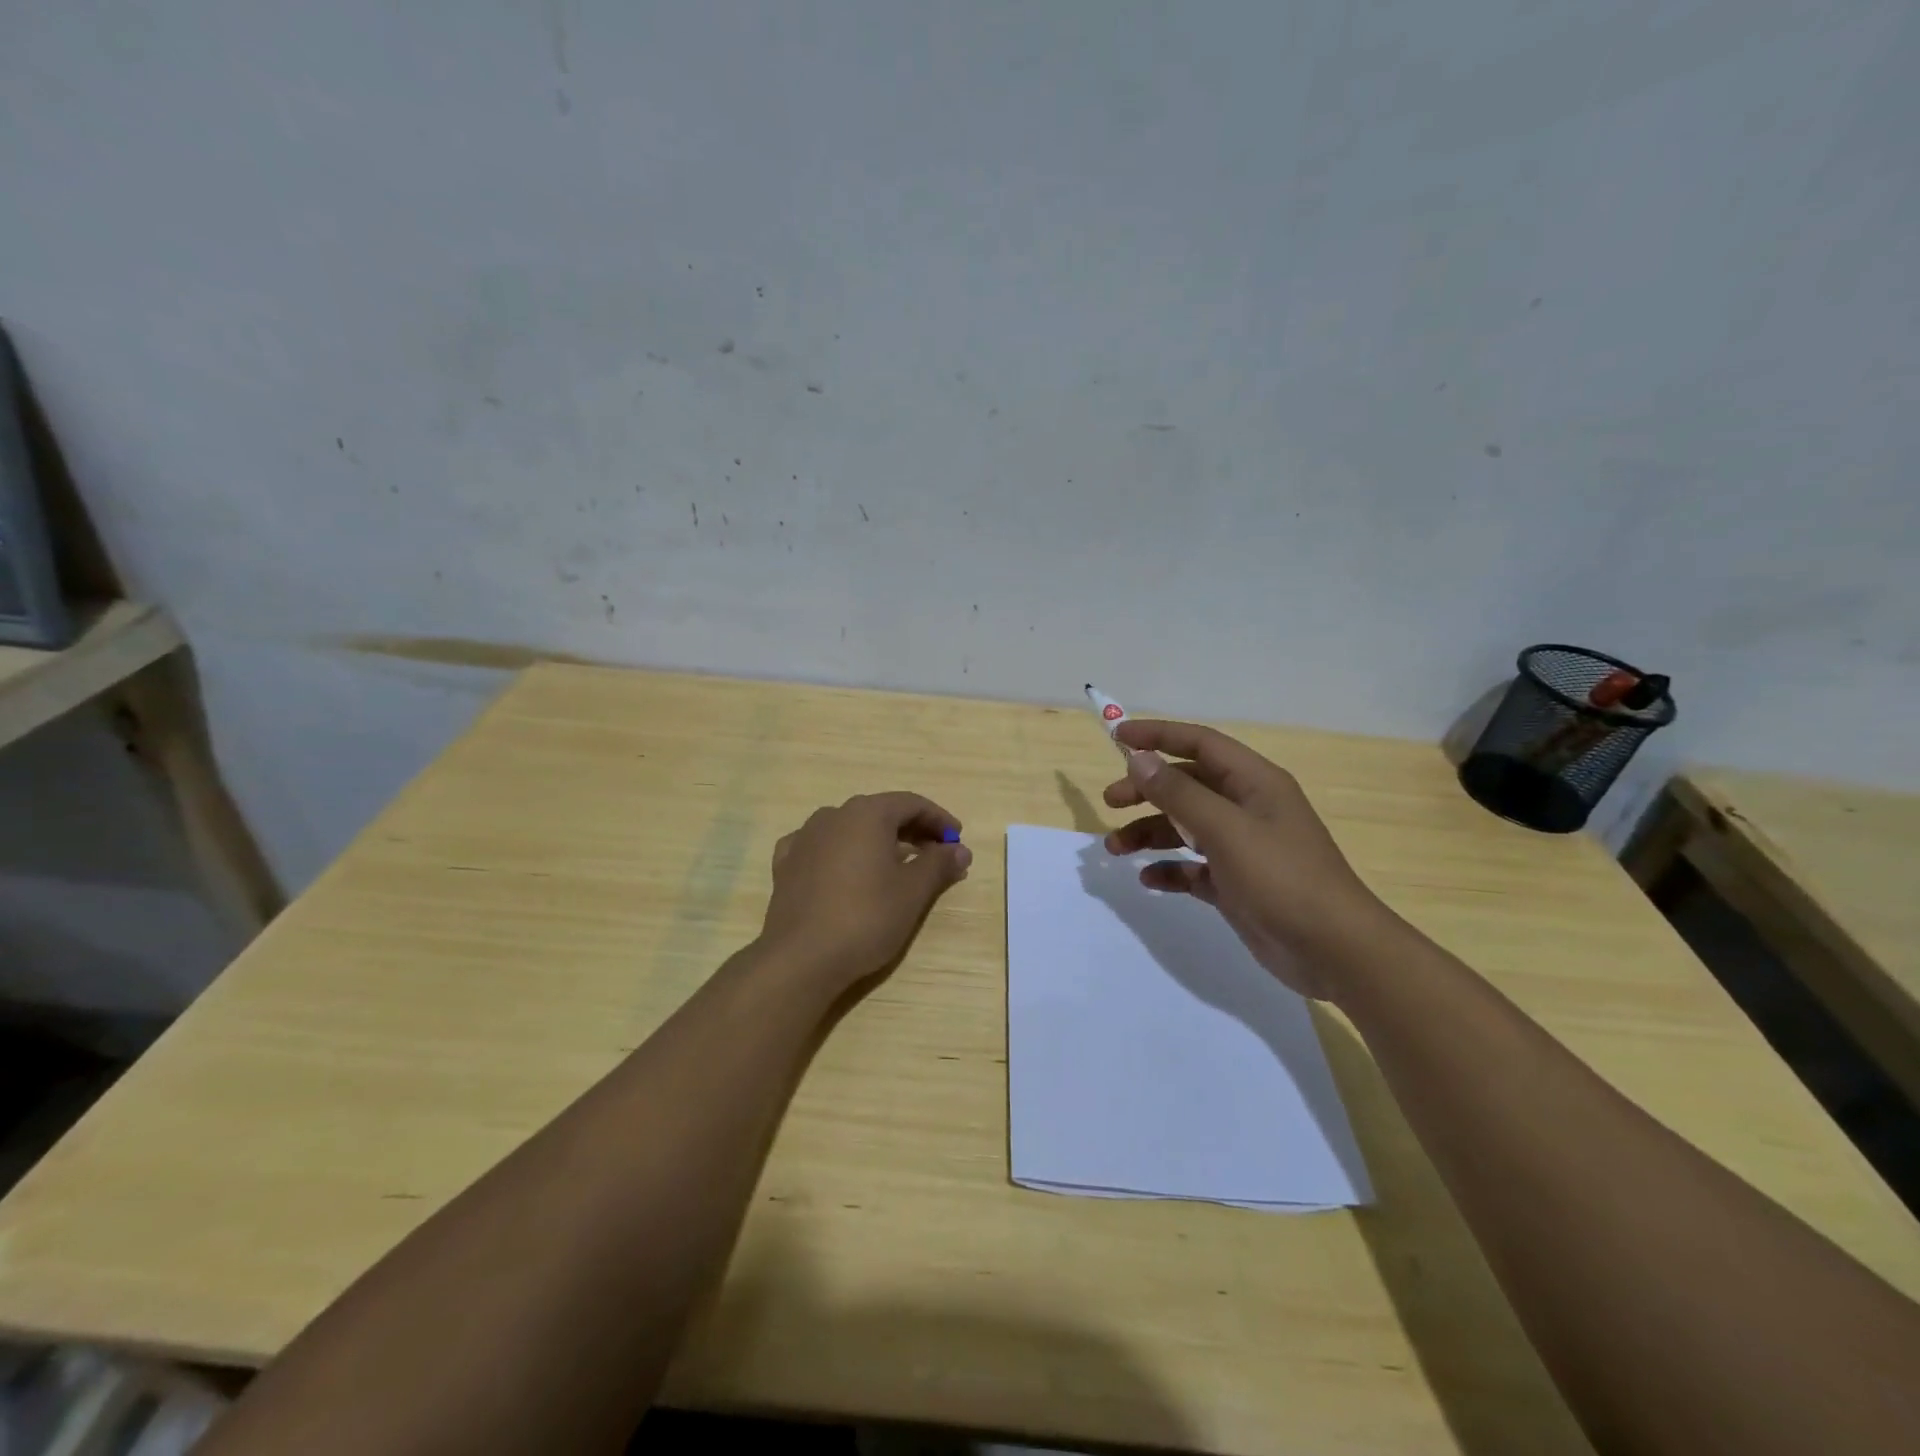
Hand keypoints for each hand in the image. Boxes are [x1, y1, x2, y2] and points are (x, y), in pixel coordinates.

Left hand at [757, 792, 972, 991]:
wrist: (800, 958)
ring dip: (877, 841)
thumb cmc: (865, 918)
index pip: (911, 804)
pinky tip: (846, 869)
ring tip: (896, 865)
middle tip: (936, 853)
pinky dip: (842, 853)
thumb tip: (960, 850)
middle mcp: (833, 815)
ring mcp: (804, 838)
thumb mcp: (913, 892)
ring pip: (850, 829)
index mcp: (867, 814)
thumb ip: (939, 864)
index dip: (939, 819)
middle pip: (881, 813)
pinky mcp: (786, 864)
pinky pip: (821, 847)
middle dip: (912, 830)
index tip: (957, 840)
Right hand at [1102, 721, 1389, 1001]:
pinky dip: (1170, 869)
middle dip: (1147, 790)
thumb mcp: (1225, 830)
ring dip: (1150, 832)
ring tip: (1115, 848)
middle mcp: (1247, 808)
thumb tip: (1139, 759)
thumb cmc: (1281, 878)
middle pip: (1187, 785)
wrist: (1334, 950)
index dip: (1159, 736)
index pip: (1200, 743)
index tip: (1117, 737)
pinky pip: (1193, 867)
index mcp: (1254, 783)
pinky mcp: (1236, 884)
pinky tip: (1149, 880)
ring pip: (1185, 827)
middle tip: (1110, 802)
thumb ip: (1179, 793)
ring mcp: (1242, 848)